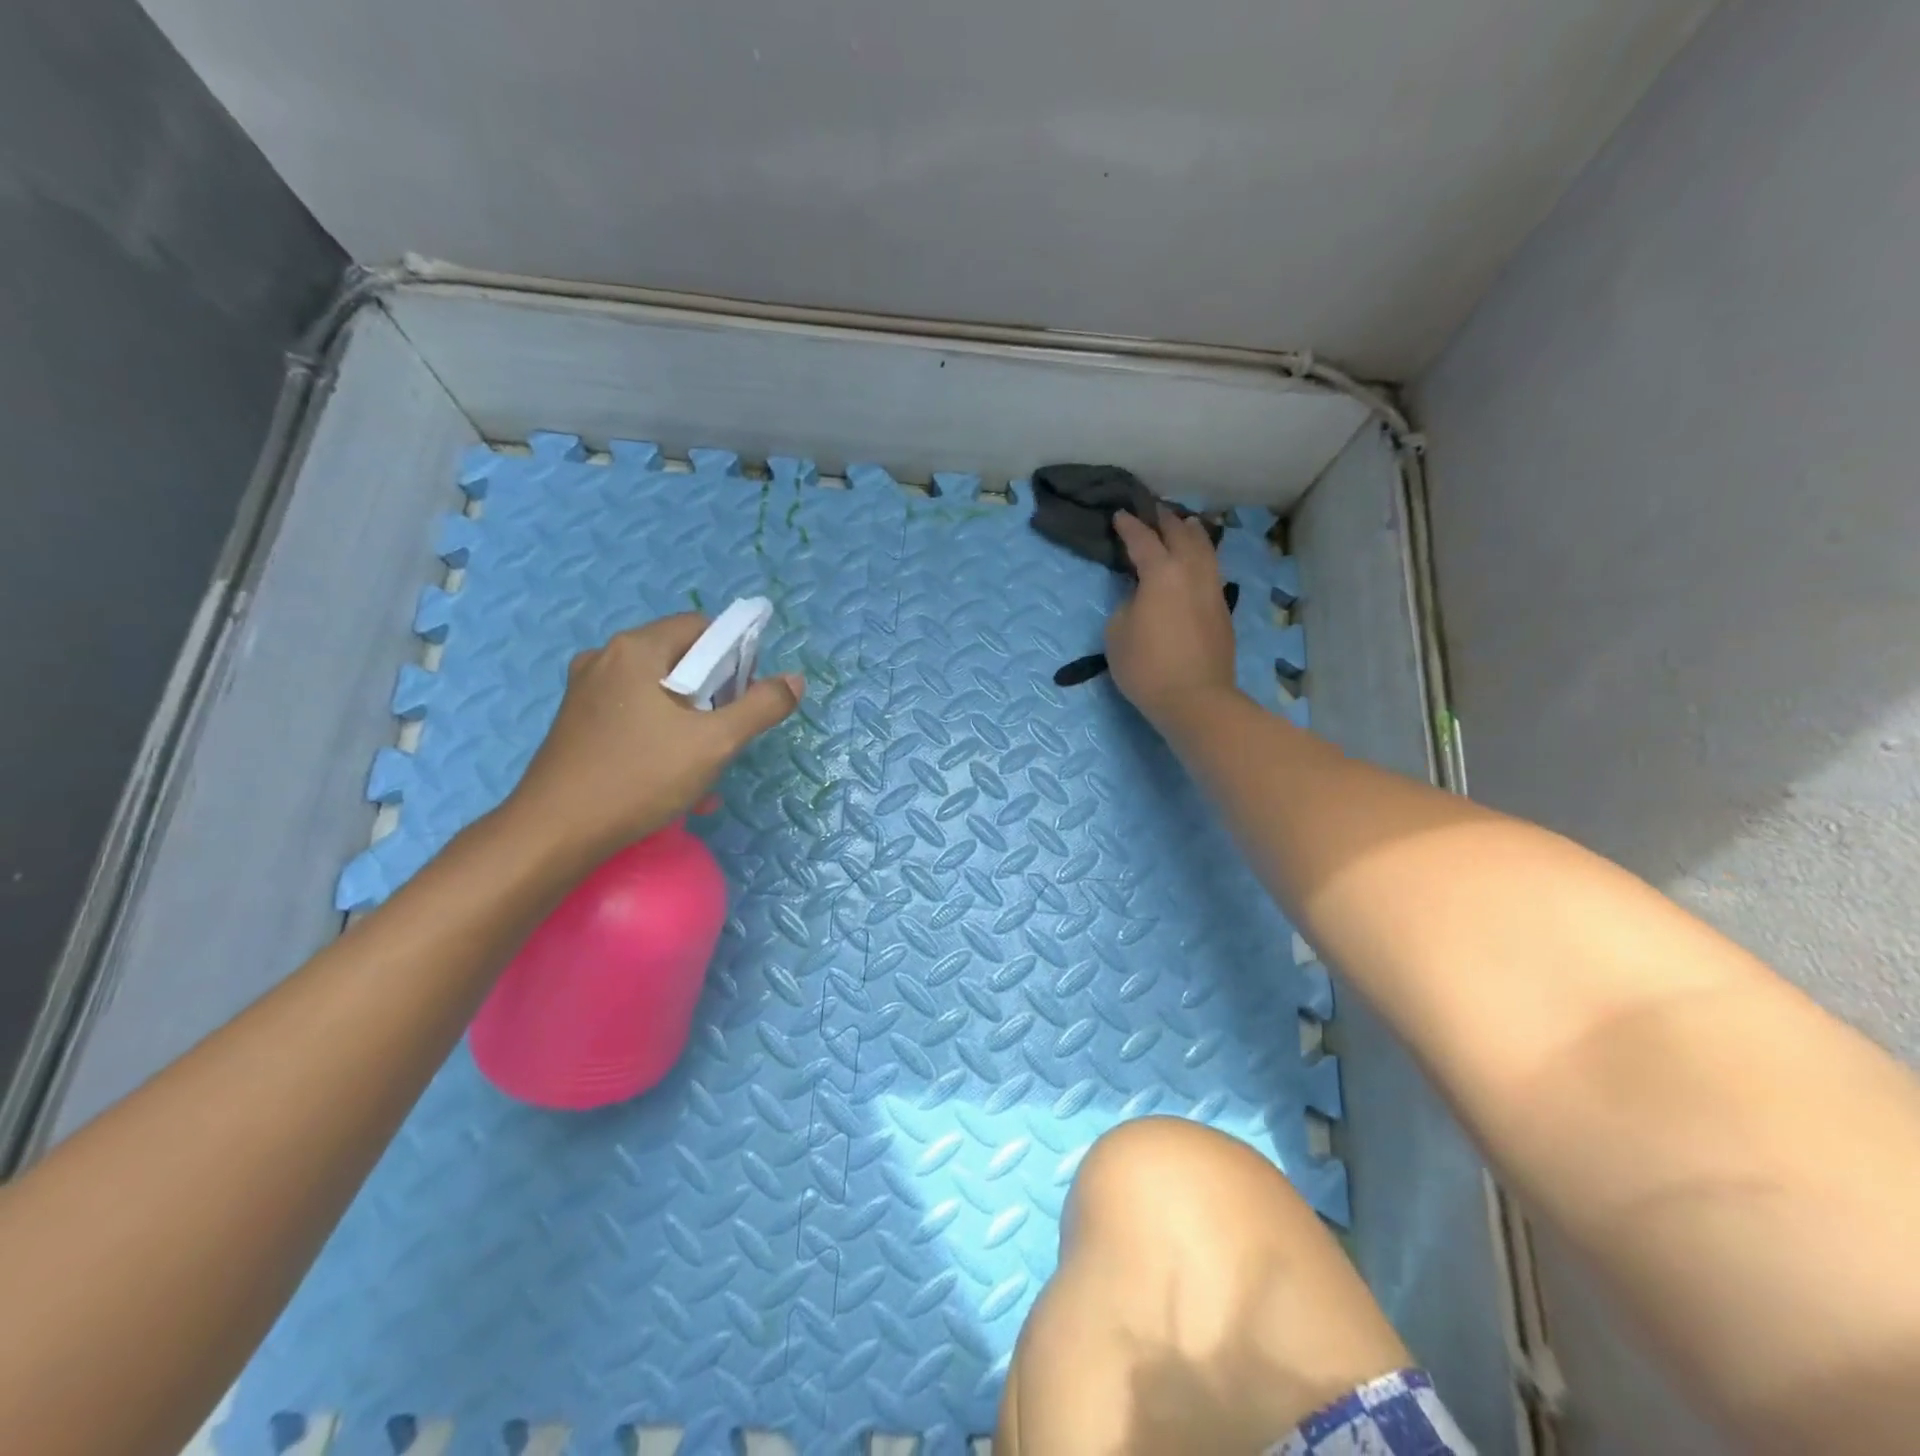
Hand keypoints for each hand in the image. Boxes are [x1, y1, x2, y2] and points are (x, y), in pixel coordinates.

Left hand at [504, 614, 803, 860]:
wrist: (555, 834)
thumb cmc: (640, 777)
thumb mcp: (715, 743)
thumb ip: (761, 706)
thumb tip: (794, 680)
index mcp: (636, 649)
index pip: (702, 628)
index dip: (734, 658)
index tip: (744, 699)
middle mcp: (605, 659)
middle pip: (680, 661)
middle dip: (713, 698)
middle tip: (725, 738)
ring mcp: (585, 691)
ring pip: (659, 694)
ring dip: (691, 725)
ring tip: (703, 769)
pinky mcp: (576, 723)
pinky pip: (635, 716)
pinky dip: (660, 738)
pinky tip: (672, 781)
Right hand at [1107, 510, 1239, 728]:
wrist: (1195, 699)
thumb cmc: (1147, 666)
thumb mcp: (1117, 634)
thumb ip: (1127, 606)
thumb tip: (1141, 598)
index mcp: (1162, 573)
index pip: (1143, 540)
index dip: (1129, 527)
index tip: (1120, 515)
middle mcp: (1192, 573)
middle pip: (1181, 536)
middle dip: (1166, 520)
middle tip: (1156, 510)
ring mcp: (1212, 592)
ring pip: (1206, 551)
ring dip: (1193, 534)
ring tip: (1187, 524)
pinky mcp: (1223, 612)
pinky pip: (1212, 572)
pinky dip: (1204, 557)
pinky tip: (1200, 562)